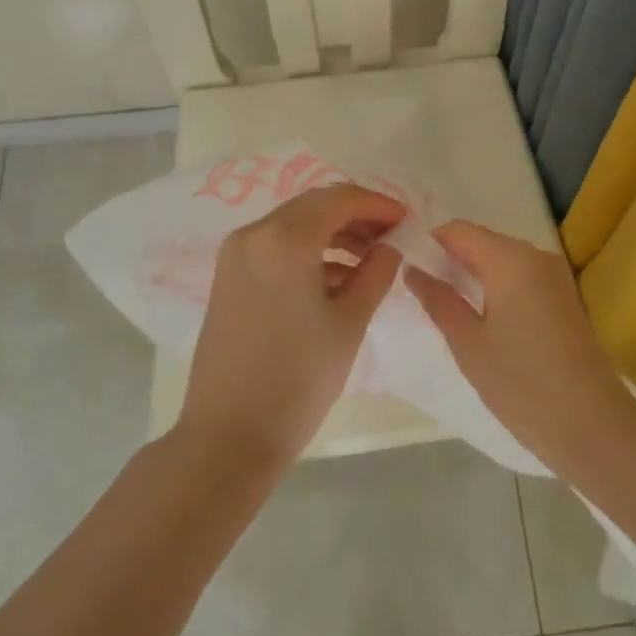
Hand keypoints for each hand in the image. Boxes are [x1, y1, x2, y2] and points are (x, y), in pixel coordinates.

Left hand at [177, 183, 406, 474]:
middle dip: (356, 216)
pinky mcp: (228, 275)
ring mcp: (236, 253)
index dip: (377, 204)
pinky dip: (308, 251)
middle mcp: (254, 233)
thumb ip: (376, 273)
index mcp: (285, 239)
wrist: (229, 436)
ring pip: (294, 224)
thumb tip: (390, 246)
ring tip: (370, 260)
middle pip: (314, 205)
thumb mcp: (349, 323)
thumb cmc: (298, 380)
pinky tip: (337, 278)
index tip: (407, 219)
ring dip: (333, 233)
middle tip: (391, 237)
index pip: (340, 198)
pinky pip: (275, 245)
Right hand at [406, 221, 635, 479]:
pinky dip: (497, 286)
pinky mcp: (564, 295)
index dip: (429, 244)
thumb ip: (438, 300)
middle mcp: (535, 254)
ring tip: (447, 307)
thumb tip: (411, 269)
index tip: (407, 270)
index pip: (457, 230)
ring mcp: (554, 274)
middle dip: (450, 260)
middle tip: (422, 293)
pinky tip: (482, 318)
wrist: (594, 427)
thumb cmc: (523, 384)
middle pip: (481, 241)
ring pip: (501, 258)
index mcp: (510, 258)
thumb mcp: (468, 344)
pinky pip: (520, 276)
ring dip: (473, 274)